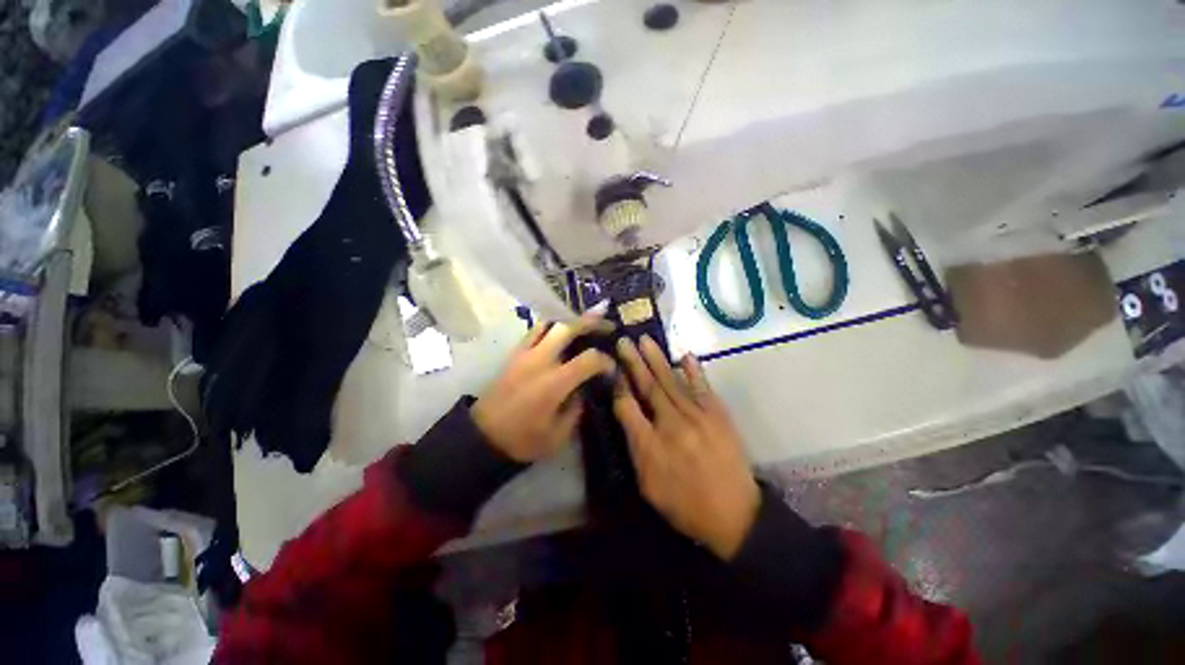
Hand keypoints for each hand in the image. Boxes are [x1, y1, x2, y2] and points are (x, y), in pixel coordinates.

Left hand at [472, 311, 616, 462]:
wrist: (483, 437)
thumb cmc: (523, 440)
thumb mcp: (559, 434)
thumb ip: (577, 408)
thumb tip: (585, 388)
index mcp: (554, 383)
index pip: (589, 359)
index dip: (606, 362)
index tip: (611, 370)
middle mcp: (540, 360)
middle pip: (568, 327)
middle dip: (591, 322)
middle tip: (607, 324)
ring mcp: (524, 354)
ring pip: (549, 323)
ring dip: (570, 321)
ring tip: (585, 324)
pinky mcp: (514, 354)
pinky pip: (535, 331)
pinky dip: (551, 327)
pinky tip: (560, 332)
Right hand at [613, 336, 759, 559]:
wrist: (734, 515)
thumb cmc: (685, 503)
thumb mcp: (649, 485)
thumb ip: (635, 448)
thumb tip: (626, 416)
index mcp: (650, 445)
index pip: (627, 407)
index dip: (618, 386)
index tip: (611, 368)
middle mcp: (671, 424)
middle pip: (648, 387)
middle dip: (633, 363)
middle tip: (623, 341)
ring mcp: (697, 417)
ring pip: (671, 382)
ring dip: (657, 360)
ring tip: (645, 341)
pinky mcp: (718, 415)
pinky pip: (702, 387)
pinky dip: (694, 371)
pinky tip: (686, 355)